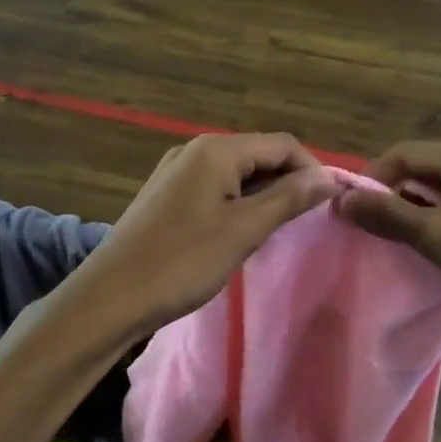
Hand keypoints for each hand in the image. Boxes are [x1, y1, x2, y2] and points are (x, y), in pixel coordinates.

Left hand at [75, 133, 336, 338]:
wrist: (110, 297)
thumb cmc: (182, 261)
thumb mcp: (243, 230)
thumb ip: (288, 198)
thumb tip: (330, 176)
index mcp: (216, 149)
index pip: (282, 144)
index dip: (312, 170)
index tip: (329, 205)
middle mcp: (195, 149)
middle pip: (258, 154)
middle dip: (287, 182)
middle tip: (306, 221)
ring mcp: (176, 171)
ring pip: (236, 172)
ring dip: (263, 194)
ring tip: (278, 230)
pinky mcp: (166, 194)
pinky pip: (214, 187)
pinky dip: (237, 202)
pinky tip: (241, 231)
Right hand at [335, 139, 440, 348]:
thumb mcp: (440, 238)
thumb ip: (389, 215)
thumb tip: (341, 200)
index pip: (405, 153)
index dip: (372, 180)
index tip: (350, 215)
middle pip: (427, 169)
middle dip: (396, 197)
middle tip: (374, 234)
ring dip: (420, 213)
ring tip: (402, 247)